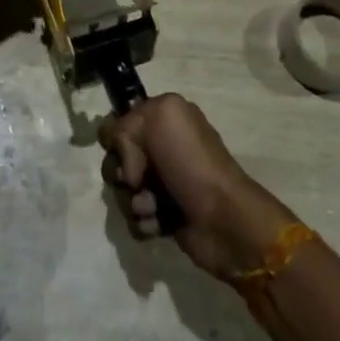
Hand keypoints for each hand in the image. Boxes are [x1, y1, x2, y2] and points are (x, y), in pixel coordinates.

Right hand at [100, 94, 295, 279]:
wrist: (223, 218)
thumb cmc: (191, 162)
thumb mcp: (160, 117)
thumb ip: (125, 124)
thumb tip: (123, 158)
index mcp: (164, 120)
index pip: (120, 124)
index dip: (117, 139)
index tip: (123, 149)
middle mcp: (163, 149)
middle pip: (116, 159)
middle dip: (121, 173)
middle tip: (137, 181)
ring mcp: (164, 183)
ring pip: (123, 191)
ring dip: (134, 201)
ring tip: (154, 207)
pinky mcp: (164, 216)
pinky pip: (135, 218)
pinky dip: (145, 221)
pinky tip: (160, 223)